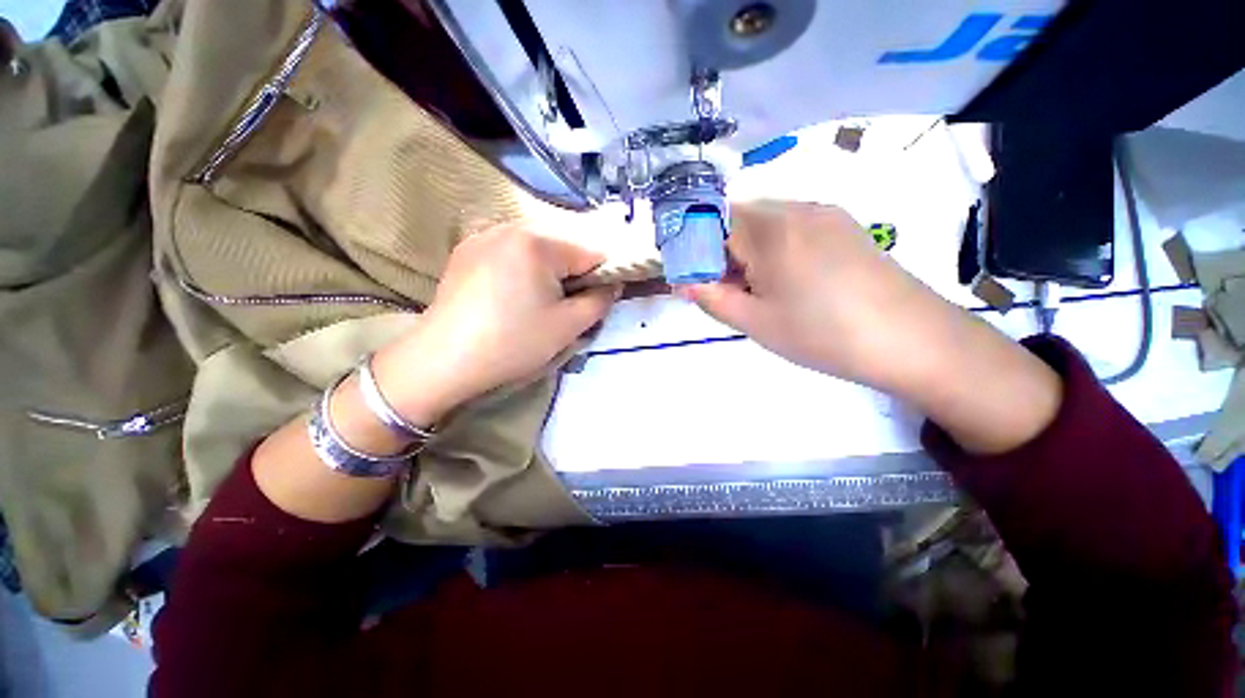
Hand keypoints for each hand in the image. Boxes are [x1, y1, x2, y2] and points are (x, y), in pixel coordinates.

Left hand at [373, 223, 619, 424]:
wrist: (443, 360)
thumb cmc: (513, 342)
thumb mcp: (568, 326)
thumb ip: (601, 301)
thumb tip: (612, 285)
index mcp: (539, 242)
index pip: (592, 252)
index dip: (601, 279)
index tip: (593, 303)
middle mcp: (511, 226)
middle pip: (563, 247)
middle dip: (572, 275)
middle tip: (562, 307)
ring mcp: (484, 235)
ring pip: (537, 249)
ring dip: (547, 272)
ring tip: (535, 303)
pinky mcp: (466, 249)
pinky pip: (510, 252)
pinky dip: (521, 269)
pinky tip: (509, 296)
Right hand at [679, 200, 1061, 453]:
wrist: (912, 339)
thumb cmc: (822, 334)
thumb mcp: (755, 322)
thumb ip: (711, 298)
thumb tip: (683, 283)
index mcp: (768, 230)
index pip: (711, 222)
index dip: (696, 249)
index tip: (697, 280)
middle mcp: (795, 208)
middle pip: (738, 218)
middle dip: (721, 251)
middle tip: (727, 290)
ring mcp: (824, 214)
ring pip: (766, 222)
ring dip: (748, 250)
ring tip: (759, 290)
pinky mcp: (844, 225)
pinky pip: (793, 226)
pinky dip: (776, 247)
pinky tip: (790, 281)